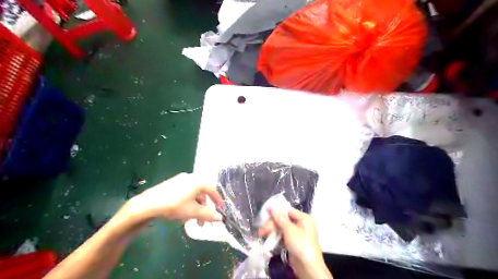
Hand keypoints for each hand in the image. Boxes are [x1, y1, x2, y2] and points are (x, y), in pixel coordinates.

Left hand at [120, 173, 221, 225]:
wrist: (147, 204)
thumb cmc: (174, 206)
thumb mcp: (193, 212)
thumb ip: (208, 214)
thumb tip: (220, 218)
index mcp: (198, 181)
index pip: (212, 189)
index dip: (217, 200)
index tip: (220, 209)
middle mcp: (191, 177)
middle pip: (202, 193)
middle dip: (204, 208)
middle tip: (203, 221)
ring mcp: (180, 180)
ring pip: (193, 194)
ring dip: (196, 207)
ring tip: (191, 220)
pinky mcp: (172, 184)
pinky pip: (186, 193)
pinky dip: (188, 203)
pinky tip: (182, 214)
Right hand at [259, 209, 331, 278]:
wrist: (308, 268)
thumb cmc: (301, 245)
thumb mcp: (289, 230)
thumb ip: (280, 218)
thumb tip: (272, 207)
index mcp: (304, 218)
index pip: (288, 211)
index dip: (276, 213)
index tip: (265, 214)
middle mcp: (301, 224)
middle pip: (284, 220)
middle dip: (272, 225)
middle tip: (262, 230)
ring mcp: (298, 234)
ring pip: (282, 229)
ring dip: (272, 231)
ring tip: (262, 235)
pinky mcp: (294, 243)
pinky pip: (284, 236)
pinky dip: (277, 237)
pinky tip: (269, 240)